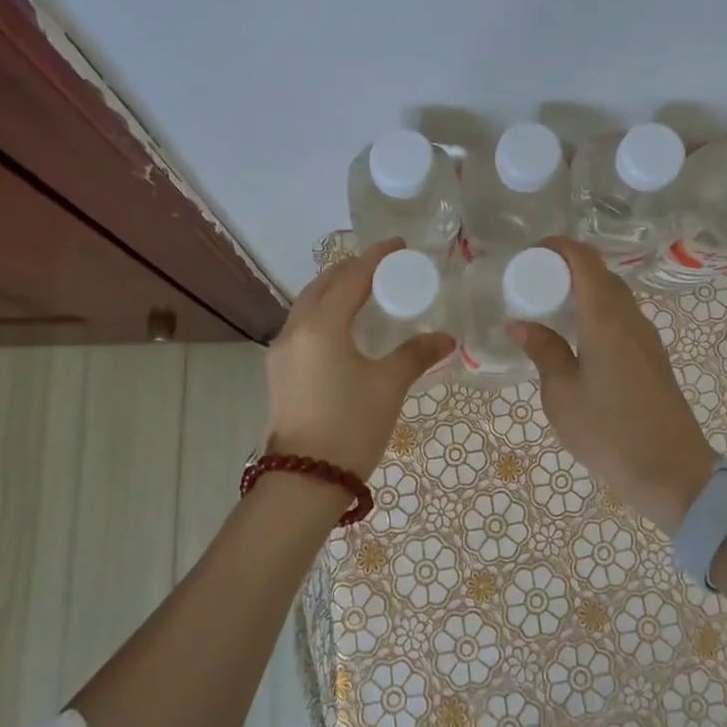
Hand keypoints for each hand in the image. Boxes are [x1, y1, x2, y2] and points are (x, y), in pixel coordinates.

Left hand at [266, 239, 456, 476]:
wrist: (304, 481)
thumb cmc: (350, 426)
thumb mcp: (388, 386)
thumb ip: (416, 355)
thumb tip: (446, 338)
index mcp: (321, 326)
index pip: (351, 278)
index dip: (375, 258)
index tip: (398, 245)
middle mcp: (295, 330)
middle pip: (322, 285)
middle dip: (351, 270)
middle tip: (382, 266)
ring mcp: (282, 352)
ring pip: (308, 305)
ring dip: (334, 290)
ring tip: (363, 291)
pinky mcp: (279, 372)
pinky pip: (303, 326)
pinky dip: (324, 313)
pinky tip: (343, 327)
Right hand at [509, 237, 716, 533]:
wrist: (672, 474)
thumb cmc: (609, 432)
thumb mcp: (562, 394)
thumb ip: (544, 352)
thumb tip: (521, 325)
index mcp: (607, 319)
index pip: (584, 261)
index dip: (558, 247)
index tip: (530, 254)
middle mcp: (631, 319)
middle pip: (601, 275)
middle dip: (567, 268)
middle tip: (532, 283)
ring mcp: (646, 338)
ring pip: (614, 297)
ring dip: (583, 292)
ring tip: (549, 309)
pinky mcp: (652, 358)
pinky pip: (621, 318)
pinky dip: (596, 313)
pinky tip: (576, 337)